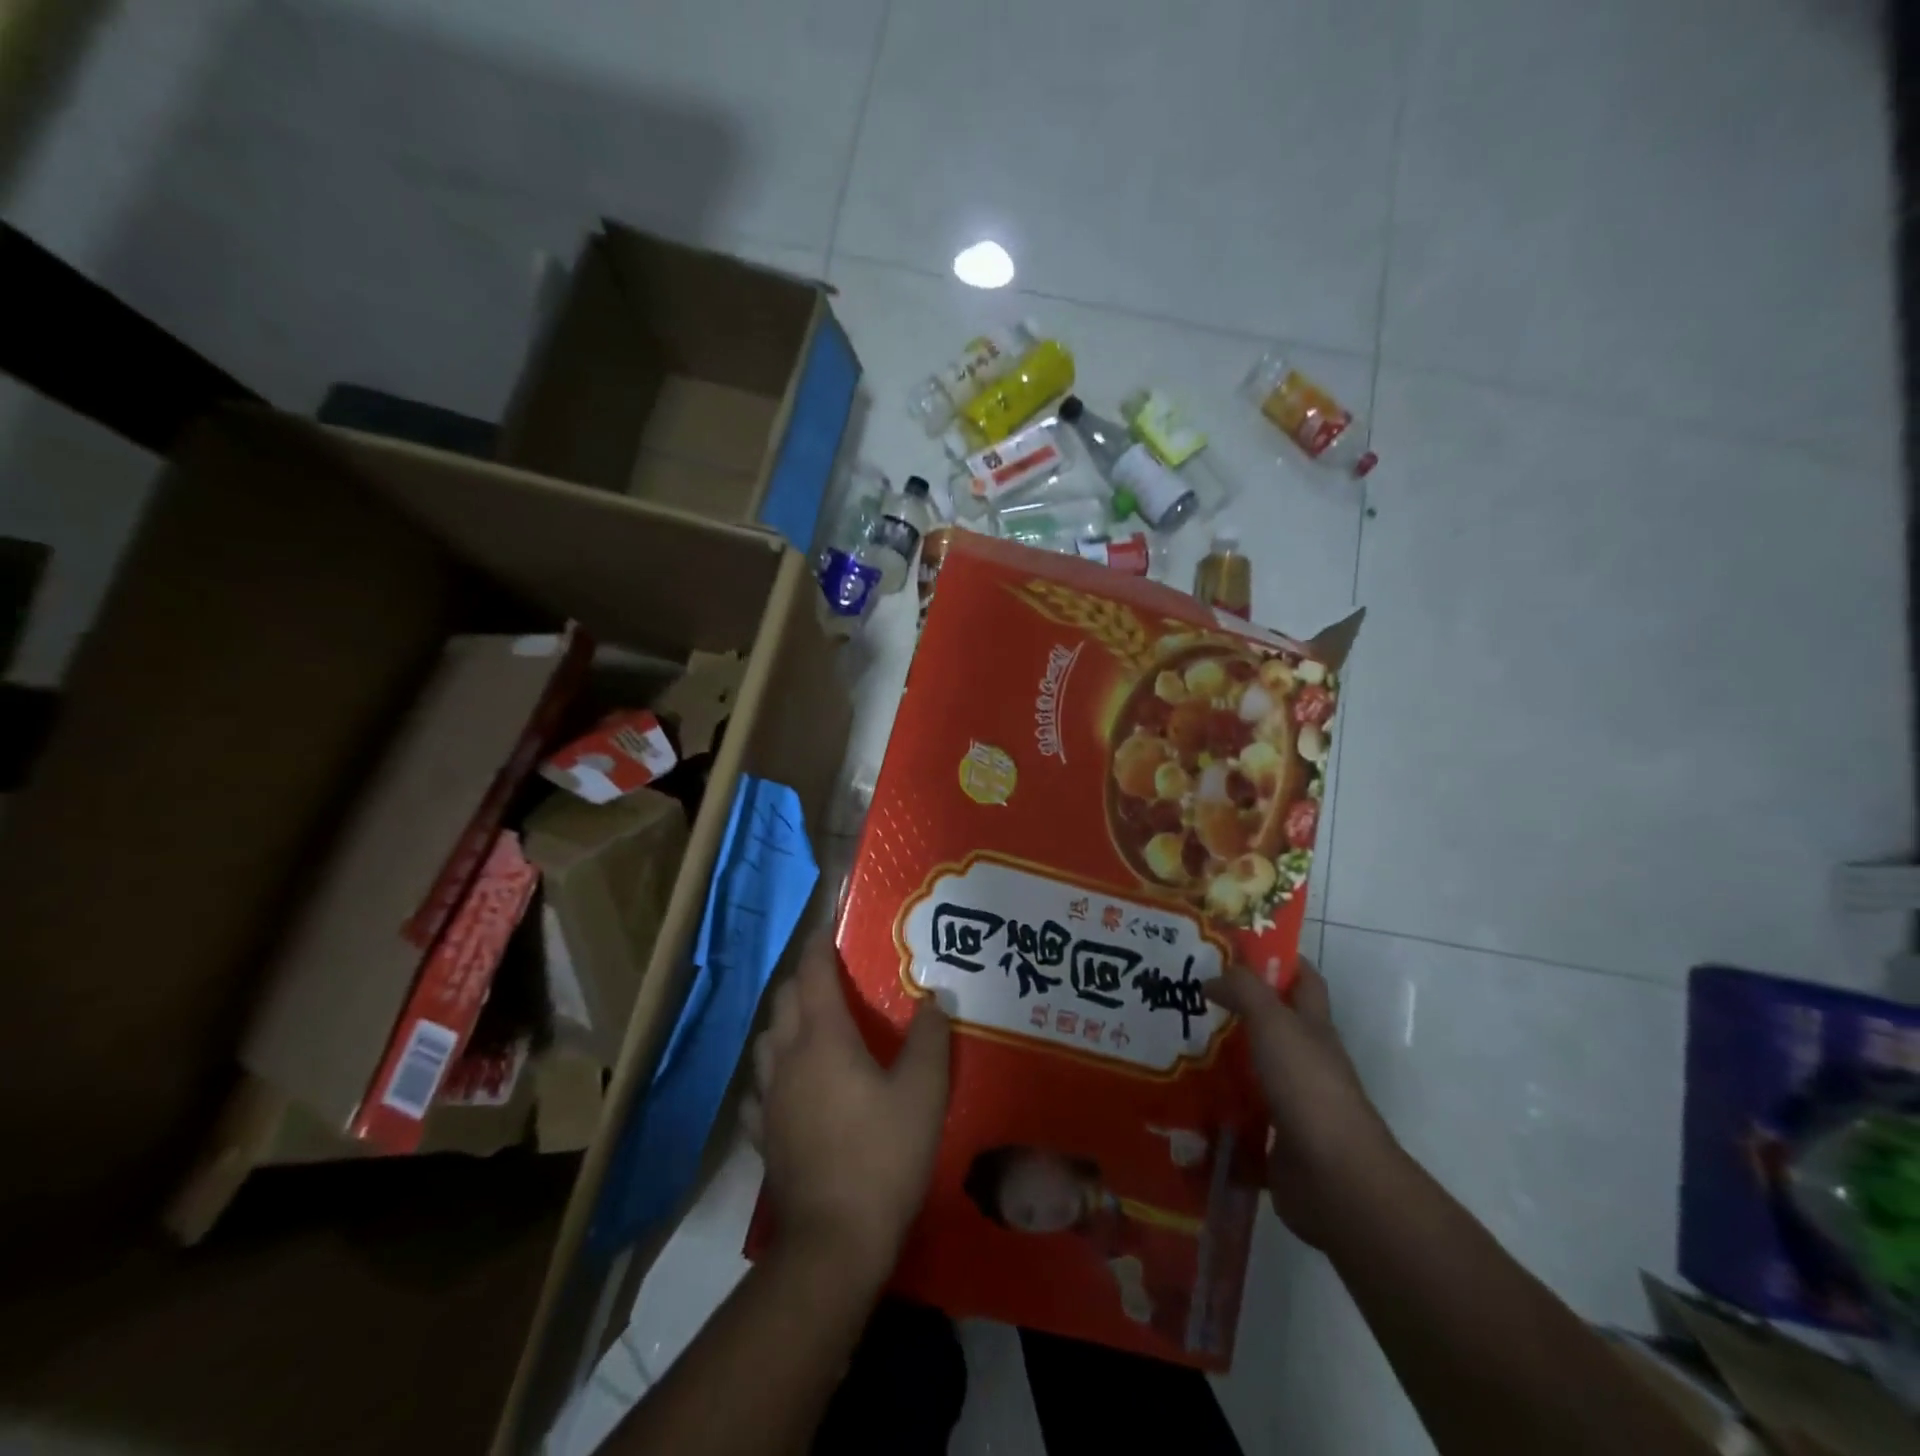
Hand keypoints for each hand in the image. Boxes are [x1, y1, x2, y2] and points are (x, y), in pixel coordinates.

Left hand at [745, 934, 950, 1279]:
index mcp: (823, 1038)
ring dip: (786, 1021)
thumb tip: (934, 996)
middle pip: (784, 1000)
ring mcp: (768, 1099)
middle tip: (833, 975)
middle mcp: (787, 1058)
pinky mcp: (763, 1136)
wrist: (833, 1243)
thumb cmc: (882, 1155)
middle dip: (803, 979)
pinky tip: (789, 1085)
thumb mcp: (923, 1091)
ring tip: (812, 1025)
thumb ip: (929, 1037)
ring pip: (767, 1040)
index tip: (828, 922)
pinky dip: (773, 1073)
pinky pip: (760, 1089)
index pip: (812, 973)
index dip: (819, 943)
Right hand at [1205, 958, 1400, 1245]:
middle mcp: (1306, 1061)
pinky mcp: (1275, 1140)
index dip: (1279, 960)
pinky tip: (1181, 1101)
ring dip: (1220, 1061)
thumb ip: (1244, 991)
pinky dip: (1215, 1111)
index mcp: (1313, 1028)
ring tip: (1174, 1047)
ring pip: (1252, 1071)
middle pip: (1272, 1025)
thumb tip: (1212, 978)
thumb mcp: (1274, 1022)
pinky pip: (1239, 1118)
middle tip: (1187, 997)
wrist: (1335, 1178)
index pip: (1303, 980)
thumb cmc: (1308, 1086)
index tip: (1235, 948)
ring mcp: (1292, 1103)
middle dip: (1236, 1010)